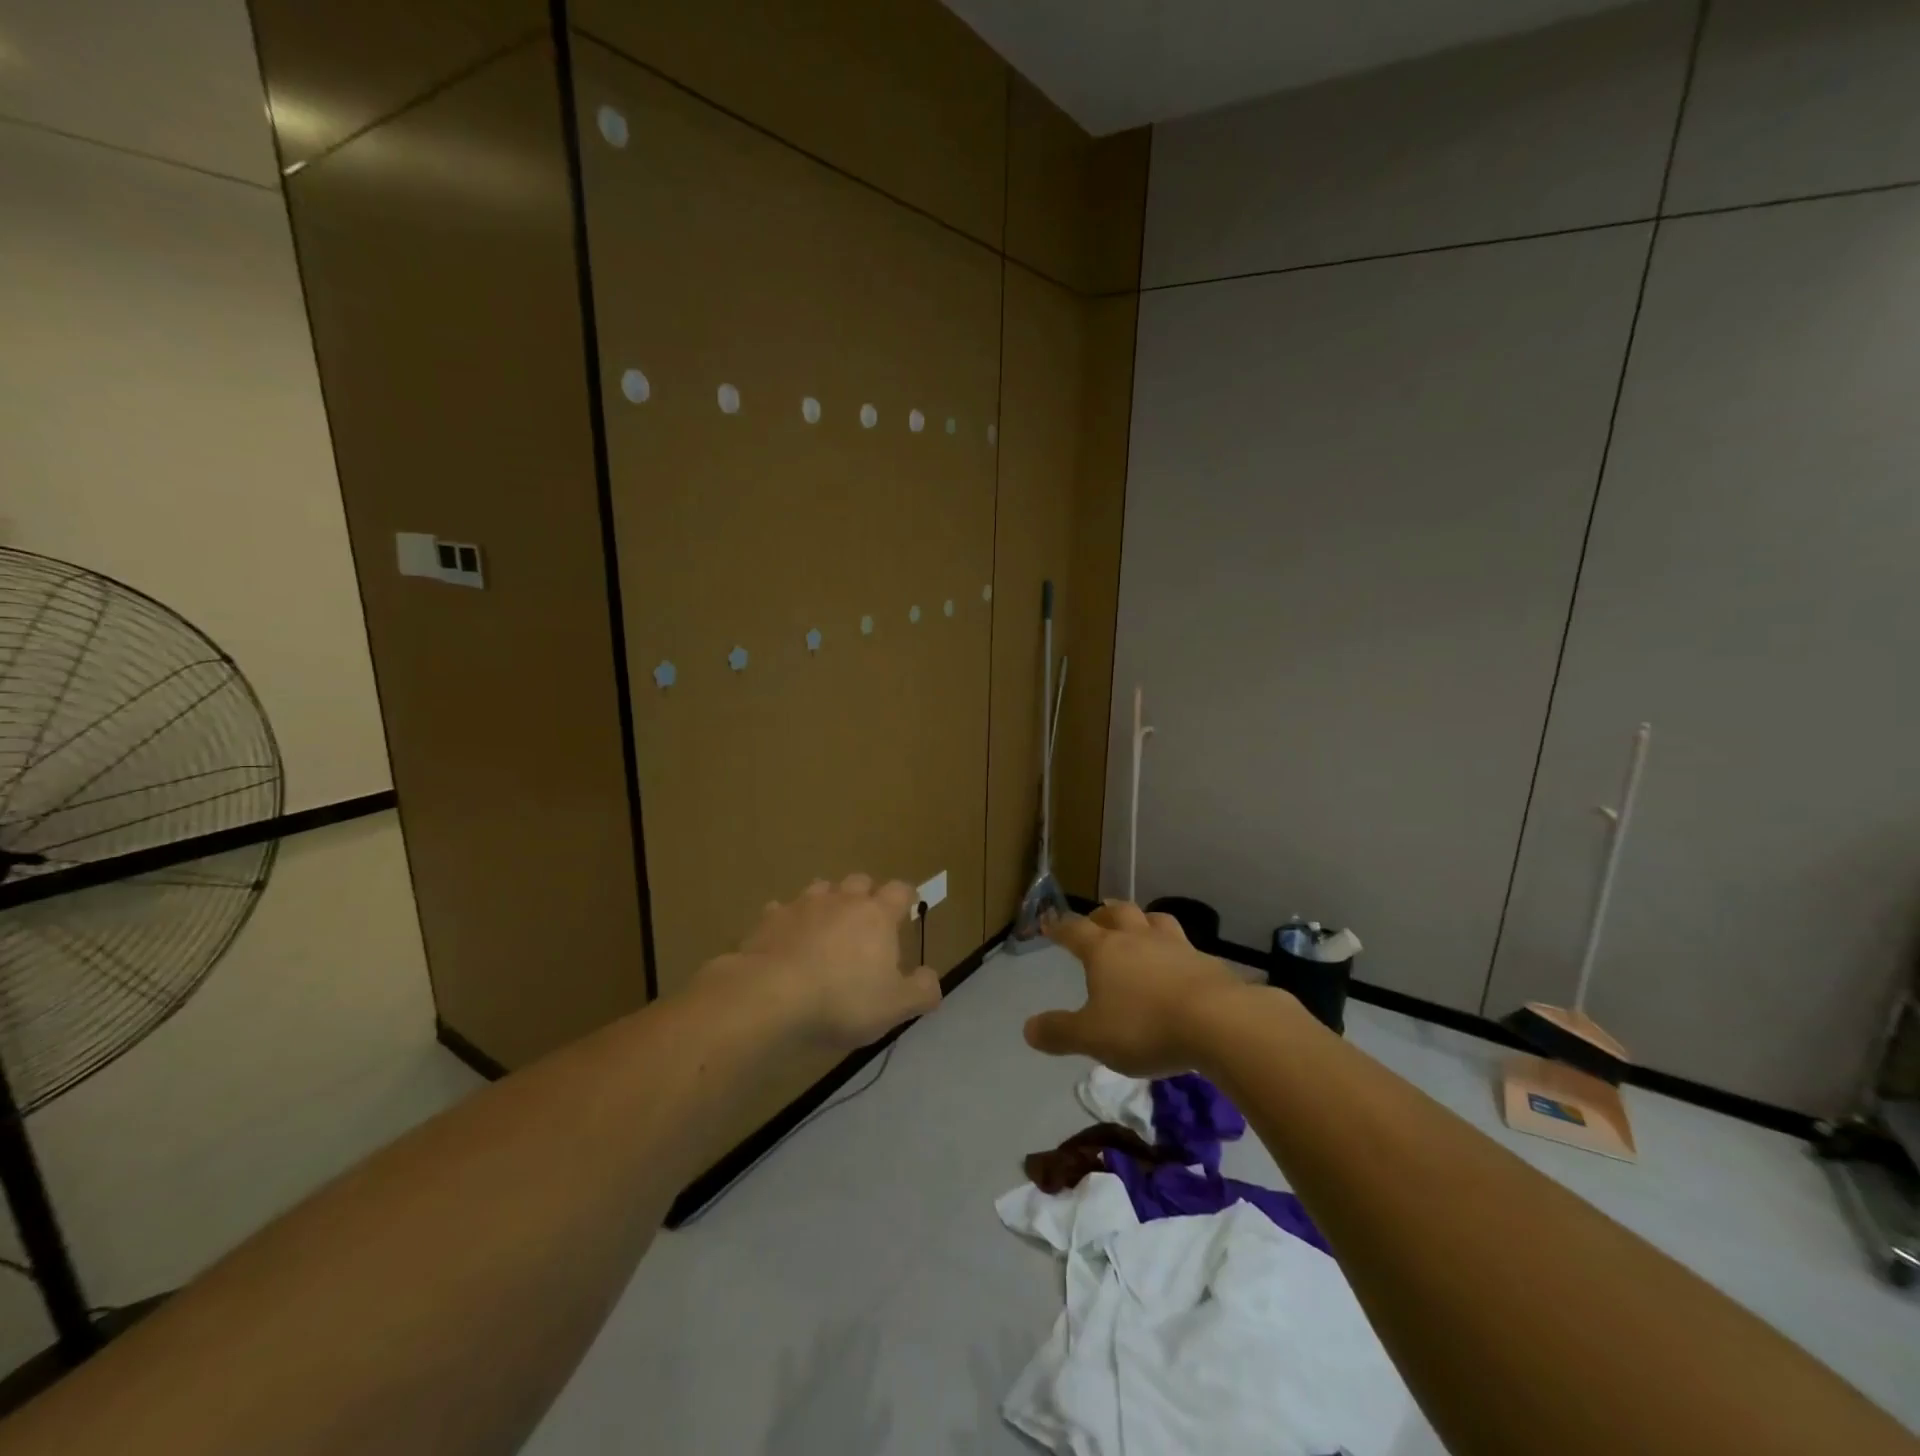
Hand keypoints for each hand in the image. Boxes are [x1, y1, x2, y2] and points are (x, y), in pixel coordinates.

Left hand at [701, 873, 941, 1051]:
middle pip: (859, 881)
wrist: (771, 996)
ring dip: (827, 902)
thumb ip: (921, 991)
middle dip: (865, 894)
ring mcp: (802, 906)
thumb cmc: (843, 1000)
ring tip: (826, 926)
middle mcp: (842, 900)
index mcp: (877, 915)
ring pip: (820, 889)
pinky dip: (788, 921)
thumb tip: (931, 977)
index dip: (906, 897)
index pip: (900, 891)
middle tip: (866, 920)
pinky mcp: (769, 920)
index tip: (908, 908)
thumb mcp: (895, 1006)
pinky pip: (781, 911)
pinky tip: (786, 941)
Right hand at [1026, 900, 1250, 1076]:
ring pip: (1155, 920)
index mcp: (1105, 950)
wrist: (1218, 1023)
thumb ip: (1060, 1032)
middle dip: (1103, 914)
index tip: (1049, 922)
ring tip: (1139, 928)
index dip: (1059, 926)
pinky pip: (1185, 946)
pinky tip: (1178, 965)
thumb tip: (1028, 1029)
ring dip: (1142, 921)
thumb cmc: (1145, 1027)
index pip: (1075, 930)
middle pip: (1117, 913)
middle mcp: (1138, 939)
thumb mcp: (1093, 1037)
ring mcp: (1176, 946)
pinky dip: (1174, 950)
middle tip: (1096, 919)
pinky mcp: (1206, 963)